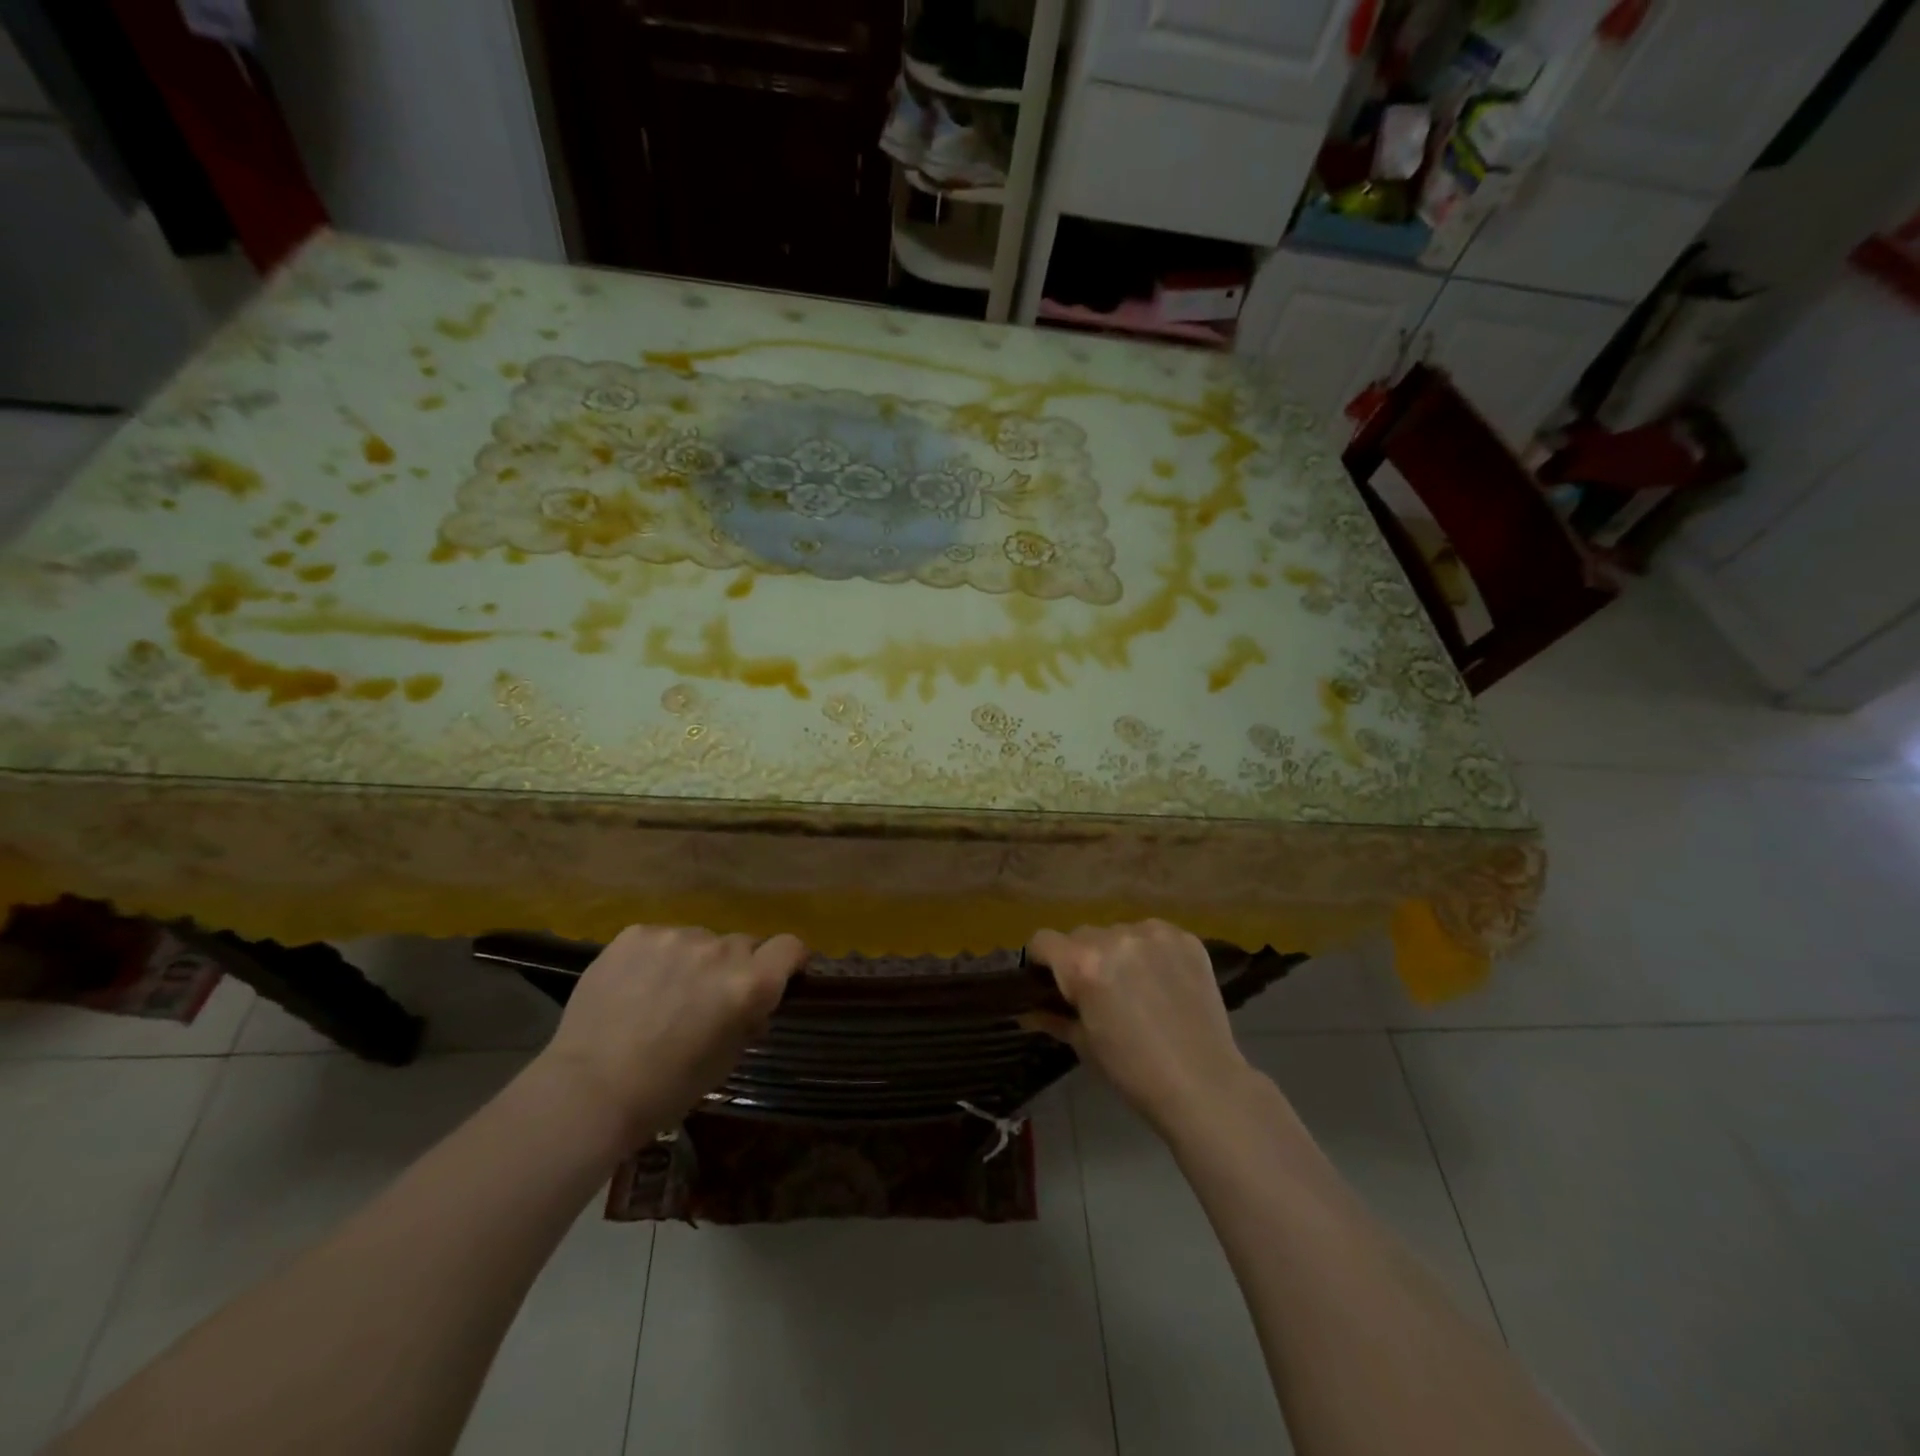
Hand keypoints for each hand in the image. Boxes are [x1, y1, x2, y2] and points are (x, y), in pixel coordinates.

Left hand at [534, 925, 807, 1146]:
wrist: (588, 1090)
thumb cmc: (667, 1089)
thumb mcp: (726, 1061)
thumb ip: (748, 1020)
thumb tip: (754, 1004)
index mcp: (749, 984)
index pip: (790, 946)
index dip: (788, 960)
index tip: (778, 975)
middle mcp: (719, 950)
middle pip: (742, 944)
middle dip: (733, 967)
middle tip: (707, 999)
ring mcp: (675, 936)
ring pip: (699, 940)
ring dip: (693, 960)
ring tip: (662, 994)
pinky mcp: (636, 934)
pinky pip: (660, 938)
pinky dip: (656, 957)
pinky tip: (634, 987)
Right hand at [1025, 920, 1255, 1136]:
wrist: (1204, 1085)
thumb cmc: (1133, 1071)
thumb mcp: (1084, 1044)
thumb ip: (1052, 1017)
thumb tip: (1025, 1011)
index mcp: (1083, 964)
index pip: (1043, 940)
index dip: (1041, 960)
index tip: (1050, 981)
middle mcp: (1115, 938)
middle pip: (1081, 935)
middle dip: (1082, 958)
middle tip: (1098, 992)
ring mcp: (1154, 934)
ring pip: (1118, 933)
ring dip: (1118, 953)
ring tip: (1136, 987)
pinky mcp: (1186, 938)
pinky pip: (1153, 935)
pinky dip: (1151, 952)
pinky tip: (1163, 981)